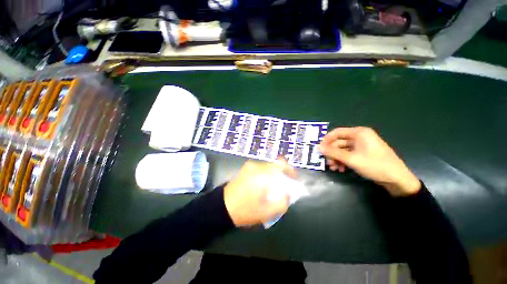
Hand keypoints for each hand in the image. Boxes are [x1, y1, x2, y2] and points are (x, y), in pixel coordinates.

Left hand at [224, 159, 295, 226]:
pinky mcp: (245, 169)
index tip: (293, 179)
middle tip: (283, 188)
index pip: (281, 164)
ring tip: (273, 189)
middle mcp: (256, 166)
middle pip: (275, 166)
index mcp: (262, 173)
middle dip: (281, 176)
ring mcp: (249, 166)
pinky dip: (266, 176)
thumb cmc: (244, 210)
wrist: (221, 207)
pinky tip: (263, 187)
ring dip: (273, 176)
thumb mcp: (266, 212)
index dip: (290, 170)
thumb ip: (282, 203)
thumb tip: (288, 194)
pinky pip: (260, 170)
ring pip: (267, 168)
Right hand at [318, 127, 420, 196]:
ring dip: (336, 158)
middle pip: (339, 142)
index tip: (320, 149)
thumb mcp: (351, 159)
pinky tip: (341, 169)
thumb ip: (333, 152)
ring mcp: (361, 146)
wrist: (397, 180)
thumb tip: (318, 147)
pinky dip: (343, 161)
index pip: (337, 132)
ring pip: (342, 150)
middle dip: (332, 153)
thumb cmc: (375, 165)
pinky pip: (348, 155)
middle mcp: (359, 137)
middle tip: (327, 162)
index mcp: (359, 133)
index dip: (326, 140)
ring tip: (334, 168)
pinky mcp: (363, 154)